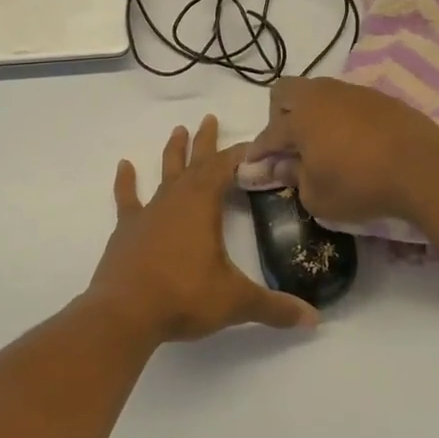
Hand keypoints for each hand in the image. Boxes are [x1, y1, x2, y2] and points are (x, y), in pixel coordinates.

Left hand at [86, 115, 320, 344]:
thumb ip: (275, 307)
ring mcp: (148, 213)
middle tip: (210, 117)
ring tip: (178, 130)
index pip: (226, 168)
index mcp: (203, 206)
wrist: (125, 313)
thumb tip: (314, 319)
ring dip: (173, 152)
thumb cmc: (184, 297)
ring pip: (164, 174)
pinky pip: (127, 199)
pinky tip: (124, 165)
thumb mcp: (236, 302)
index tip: (256, 143)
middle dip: (206, 142)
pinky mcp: (127, 230)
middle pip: (195, 163)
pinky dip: (126, 182)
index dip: (242, 154)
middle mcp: (176, 200)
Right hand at [246, 76, 438, 225]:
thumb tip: (285, 166)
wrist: (424, 168)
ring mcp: (352, 92)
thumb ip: (295, 179)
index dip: (258, 152)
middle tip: (289, 145)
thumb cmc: (361, 185)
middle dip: (278, 116)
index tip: (254, 166)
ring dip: (312, 114)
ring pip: (318, 93)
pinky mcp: (379, 98)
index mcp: (300, 118)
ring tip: (323, 143)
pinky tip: (353, 141)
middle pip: (285, 92)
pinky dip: (340, 117)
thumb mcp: (317, 197)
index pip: (269, 134)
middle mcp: (321, 96)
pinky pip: (346, 101)